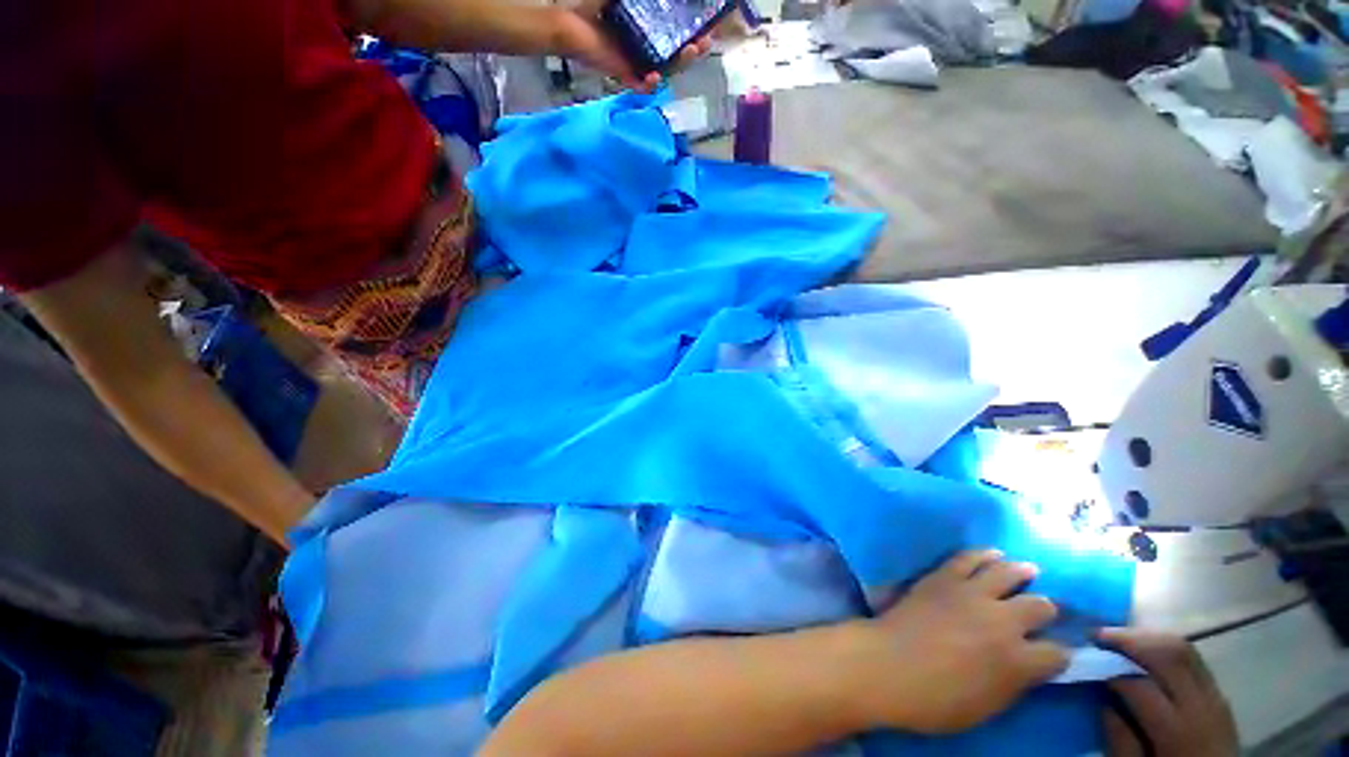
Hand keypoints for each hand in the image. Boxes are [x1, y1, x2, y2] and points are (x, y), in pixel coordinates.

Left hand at [552, 0, 712, 91]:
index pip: (677, 32)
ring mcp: (637, 62)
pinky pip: (642, 86)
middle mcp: (646, 45)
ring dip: (680, 64)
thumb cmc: (592, 3)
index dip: (694, 32)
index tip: (709, 28)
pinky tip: (654, 77)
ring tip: (690, 52)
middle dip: (694, 49)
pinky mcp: (625, 74)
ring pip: (666, 69)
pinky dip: (649, 84)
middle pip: (677, 53)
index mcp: (648, 26)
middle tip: (704, 43)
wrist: (566, 22)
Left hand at [846, 550, 1067, 734]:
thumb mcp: (988, 707)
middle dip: (1045, 610)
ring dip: (1022, 573)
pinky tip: (992, 554)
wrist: (889, 664)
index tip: (1054, 654)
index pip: (1057, 654)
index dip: (1059, 655)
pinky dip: (983, 554)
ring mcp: (972, 593)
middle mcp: (1003, 621)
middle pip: (1040, 606)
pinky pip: (968, 557)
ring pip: (1008, 573)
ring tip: (1028, 570)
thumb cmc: (936, 700)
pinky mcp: (944, 576)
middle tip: (1042, 610)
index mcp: (1019, 661)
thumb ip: (1014, 682)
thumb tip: (1027, 667)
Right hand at [1097, 629, 1238, 756]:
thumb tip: (1100, 703)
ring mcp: (1216, 697)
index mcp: (1178, 732)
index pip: (1140, 685)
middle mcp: (1202, 707)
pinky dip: (1166, 648)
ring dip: (1148, 638)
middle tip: (1097, 634)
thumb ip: (1121, 742)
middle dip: (1130, 639)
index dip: (1109, 669)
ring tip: (1118, 637)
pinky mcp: (1219, 695)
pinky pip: (1194, 660)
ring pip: (1184, 649)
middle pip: (1170, 654)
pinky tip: (1147, 652)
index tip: (1084, 659)